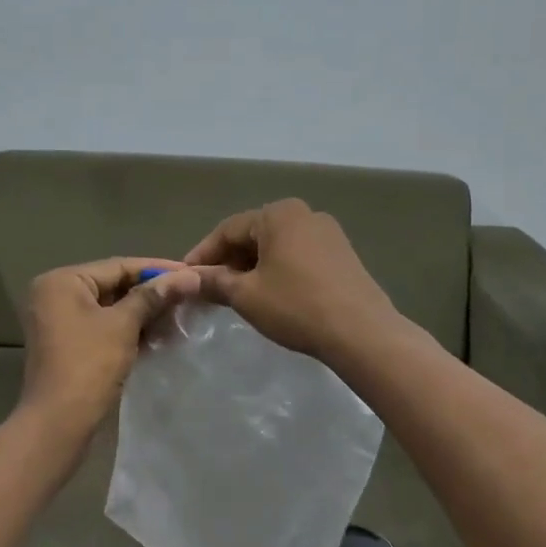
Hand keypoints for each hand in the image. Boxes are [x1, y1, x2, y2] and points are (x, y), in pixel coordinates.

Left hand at [18, 258, 200, 429]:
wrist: (58, 422)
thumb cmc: (88, 365)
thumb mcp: (123, 325)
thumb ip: (153, 296)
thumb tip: (189, 275)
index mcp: (62, 281)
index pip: (117, 266)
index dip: (157, 269)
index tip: (191, 272)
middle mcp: (55, 294)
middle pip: (113, 285)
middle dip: (151, 293)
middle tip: (189, 296)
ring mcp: (59, 321)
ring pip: (110, 308)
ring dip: (143, 313)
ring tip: (180, 317)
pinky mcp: (68, 344)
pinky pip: (103, 327)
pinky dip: (129, 330)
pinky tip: (159, 335)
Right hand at [184, 199, 397, 360]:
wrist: (361, 332)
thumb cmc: (296, 306)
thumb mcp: (246, 295)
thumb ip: (214, 282)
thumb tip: (187, 279)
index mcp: (278, 214)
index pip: (228, 230)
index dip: (202, 254)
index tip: (185, 276)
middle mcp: (304, 214)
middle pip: (253, 234)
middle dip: (228, 260)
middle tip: (208, 287)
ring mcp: (327, 233)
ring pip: (276, 246)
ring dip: (252, 266)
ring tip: (236, 293)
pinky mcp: (342, 254)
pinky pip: (297, 255)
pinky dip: (277, 270)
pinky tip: (269, 294)